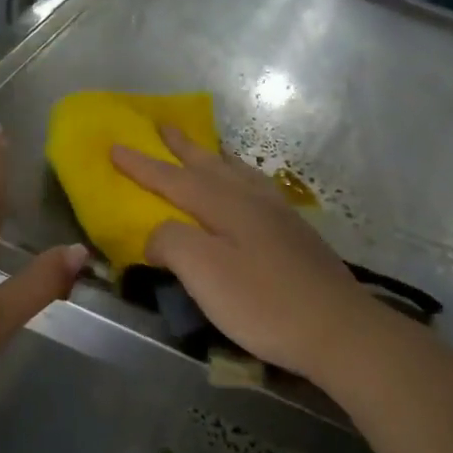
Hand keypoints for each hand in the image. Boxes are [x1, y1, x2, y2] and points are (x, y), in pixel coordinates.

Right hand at [111, 124, 379, 378]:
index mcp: (226, 205)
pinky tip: (248, 191)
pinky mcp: (296, 234)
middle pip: (210, 165)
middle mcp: (253, 200)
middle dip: (183, 147)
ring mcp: (280, 215)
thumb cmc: (264, 303)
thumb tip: (156, 233)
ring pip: (239, 174)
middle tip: (163, 124)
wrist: (337, 328)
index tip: (114, 145)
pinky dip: (242, 178)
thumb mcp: (205, 274)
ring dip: (215, 158)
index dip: (142, 164)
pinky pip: (258, 189)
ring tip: (205, 149)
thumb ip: (172, 243)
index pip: (174, 179)